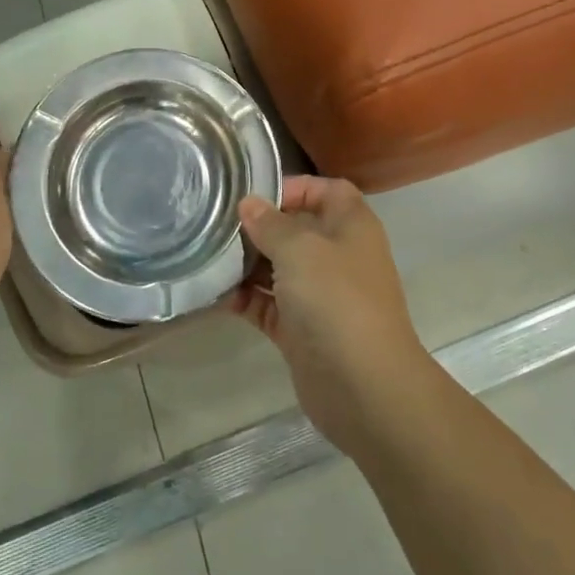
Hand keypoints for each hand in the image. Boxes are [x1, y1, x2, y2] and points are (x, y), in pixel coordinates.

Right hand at [227, 175, 432, 457]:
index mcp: (351, 226)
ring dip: (247, 264)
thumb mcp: (300, 250)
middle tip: (218, 225)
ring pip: (280, 269)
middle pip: (297, 230)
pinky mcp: (302, 331)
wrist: (365, 387)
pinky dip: (246, 300)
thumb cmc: (336, 300)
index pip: (327, 190)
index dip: (295, 187)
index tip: (255, 195)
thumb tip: (249, 203)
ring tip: (209, 256)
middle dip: (260, 227)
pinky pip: (269, 306)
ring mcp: (320, 296)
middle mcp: (338, 256)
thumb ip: (271, 224)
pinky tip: (215, 294)